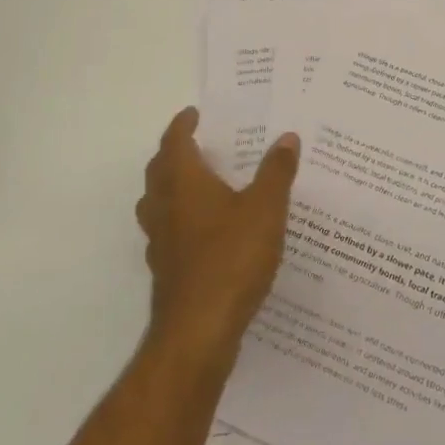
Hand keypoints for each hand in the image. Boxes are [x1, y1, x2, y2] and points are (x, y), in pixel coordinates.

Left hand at [136, 108, 299, 362]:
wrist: (199, 331)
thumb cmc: (231, 258)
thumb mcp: (266, 208)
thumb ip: (277, 171)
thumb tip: (287, 137)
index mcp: (184, 183)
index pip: (175, 143)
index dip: (182, 126)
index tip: (193, 114)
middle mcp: (165, 207)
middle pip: (159, 171)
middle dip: (174, 154)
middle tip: (196, 144)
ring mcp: (161, 242)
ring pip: (158, 203)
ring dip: (172, 187)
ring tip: (199, 184)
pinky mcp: (166, 271)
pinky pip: (168, 232)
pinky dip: (181, 220)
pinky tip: (205, 232)